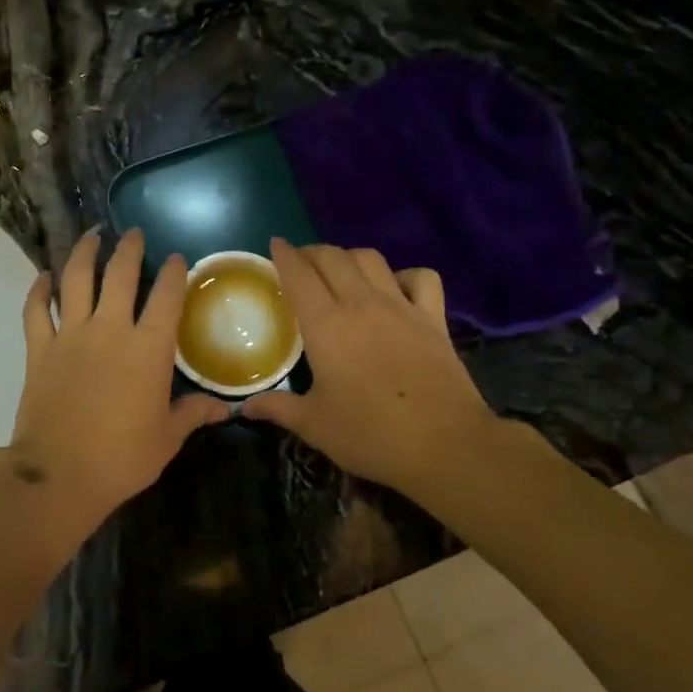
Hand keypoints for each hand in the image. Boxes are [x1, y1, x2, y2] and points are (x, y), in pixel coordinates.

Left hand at [0, 229, 228, 535]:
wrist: (59, 474)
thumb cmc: (122, 458)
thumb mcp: (167, 438)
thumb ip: (193, 414)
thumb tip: (225, 409)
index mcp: (148, 348)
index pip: (166, 296)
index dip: (173, 272)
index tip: (176, 258)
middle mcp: (110, 329)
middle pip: (119, 274)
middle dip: (129, 248)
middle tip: (133, 233)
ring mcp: (70, 335)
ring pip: (75, 280)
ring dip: (84, 253)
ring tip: (91, 236)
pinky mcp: (39, 349)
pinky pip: (36, 310)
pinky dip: (39, 290)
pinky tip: (44, 276)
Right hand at [240, 240, 497, 497]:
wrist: (446, 447)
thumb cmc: (372, 435)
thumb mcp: (315, 426)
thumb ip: (278, 408)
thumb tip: (246, 408)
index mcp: (326, 325)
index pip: (299, 274)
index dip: (284, 255)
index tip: (275, 245)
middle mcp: (361, 304)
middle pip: (333, 257)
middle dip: (312, 252)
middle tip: (301, 263)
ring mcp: (402, 307)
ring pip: (371, 259)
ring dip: (350, 257)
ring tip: (340, 270)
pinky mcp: (434, 319)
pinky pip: (421, 278)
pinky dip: (404, 275)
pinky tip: (395, 288)